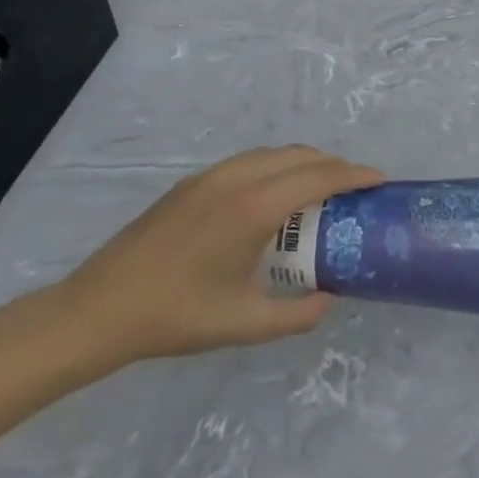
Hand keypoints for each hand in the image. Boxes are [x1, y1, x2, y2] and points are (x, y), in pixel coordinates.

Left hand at [53, 147, 381, 367]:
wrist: (97, 310)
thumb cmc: (176, 316)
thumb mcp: (246, 324)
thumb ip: (299, 314)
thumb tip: (330, 298)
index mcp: (255, 209)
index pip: (320, 177)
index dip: (355, 175)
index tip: (381, 180)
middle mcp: (237, 180)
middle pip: (301, 156)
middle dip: (336, 165)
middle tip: (356, 188)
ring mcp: (210, 177)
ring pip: (274, 153)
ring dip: (306, 162)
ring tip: (322, 189)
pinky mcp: (192, 184)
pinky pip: (250, 161)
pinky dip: (278, 166)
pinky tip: (276, 195)